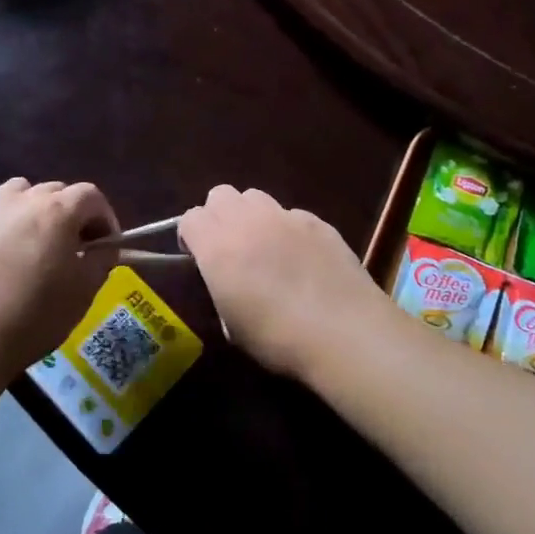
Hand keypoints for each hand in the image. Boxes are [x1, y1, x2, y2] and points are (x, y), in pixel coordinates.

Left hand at [0, 179, 119, 392]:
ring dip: (38, 211)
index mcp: (56, 210)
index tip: (107, 246)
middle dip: (73, 214)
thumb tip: (103, 248)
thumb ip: (101, 260)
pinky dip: (10, 227)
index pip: (91, 196)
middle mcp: (22, 201)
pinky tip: (7, 262)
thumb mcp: (83, 292)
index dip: (105, 218)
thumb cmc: (32, 317)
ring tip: (40, 245)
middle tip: (77, 248)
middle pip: (57, 191)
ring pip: (22, 195)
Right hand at [178, 186, 381, 379]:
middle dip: (218, 216)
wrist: (344, 331)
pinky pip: (291, 214)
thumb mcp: (233, 327)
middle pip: (220, 195)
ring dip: (251, 215)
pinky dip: (288, 229)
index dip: (191, 237)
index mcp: (218, 247)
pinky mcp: (317, 221)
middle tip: (229, 248)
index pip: (190, 218)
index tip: (198, 259)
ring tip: (265, 246)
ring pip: (255, 197)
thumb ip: (222, 291)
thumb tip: (227, 284)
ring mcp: (285, 216)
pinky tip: (302, 257)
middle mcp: (248, 221)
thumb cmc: (278, 338)